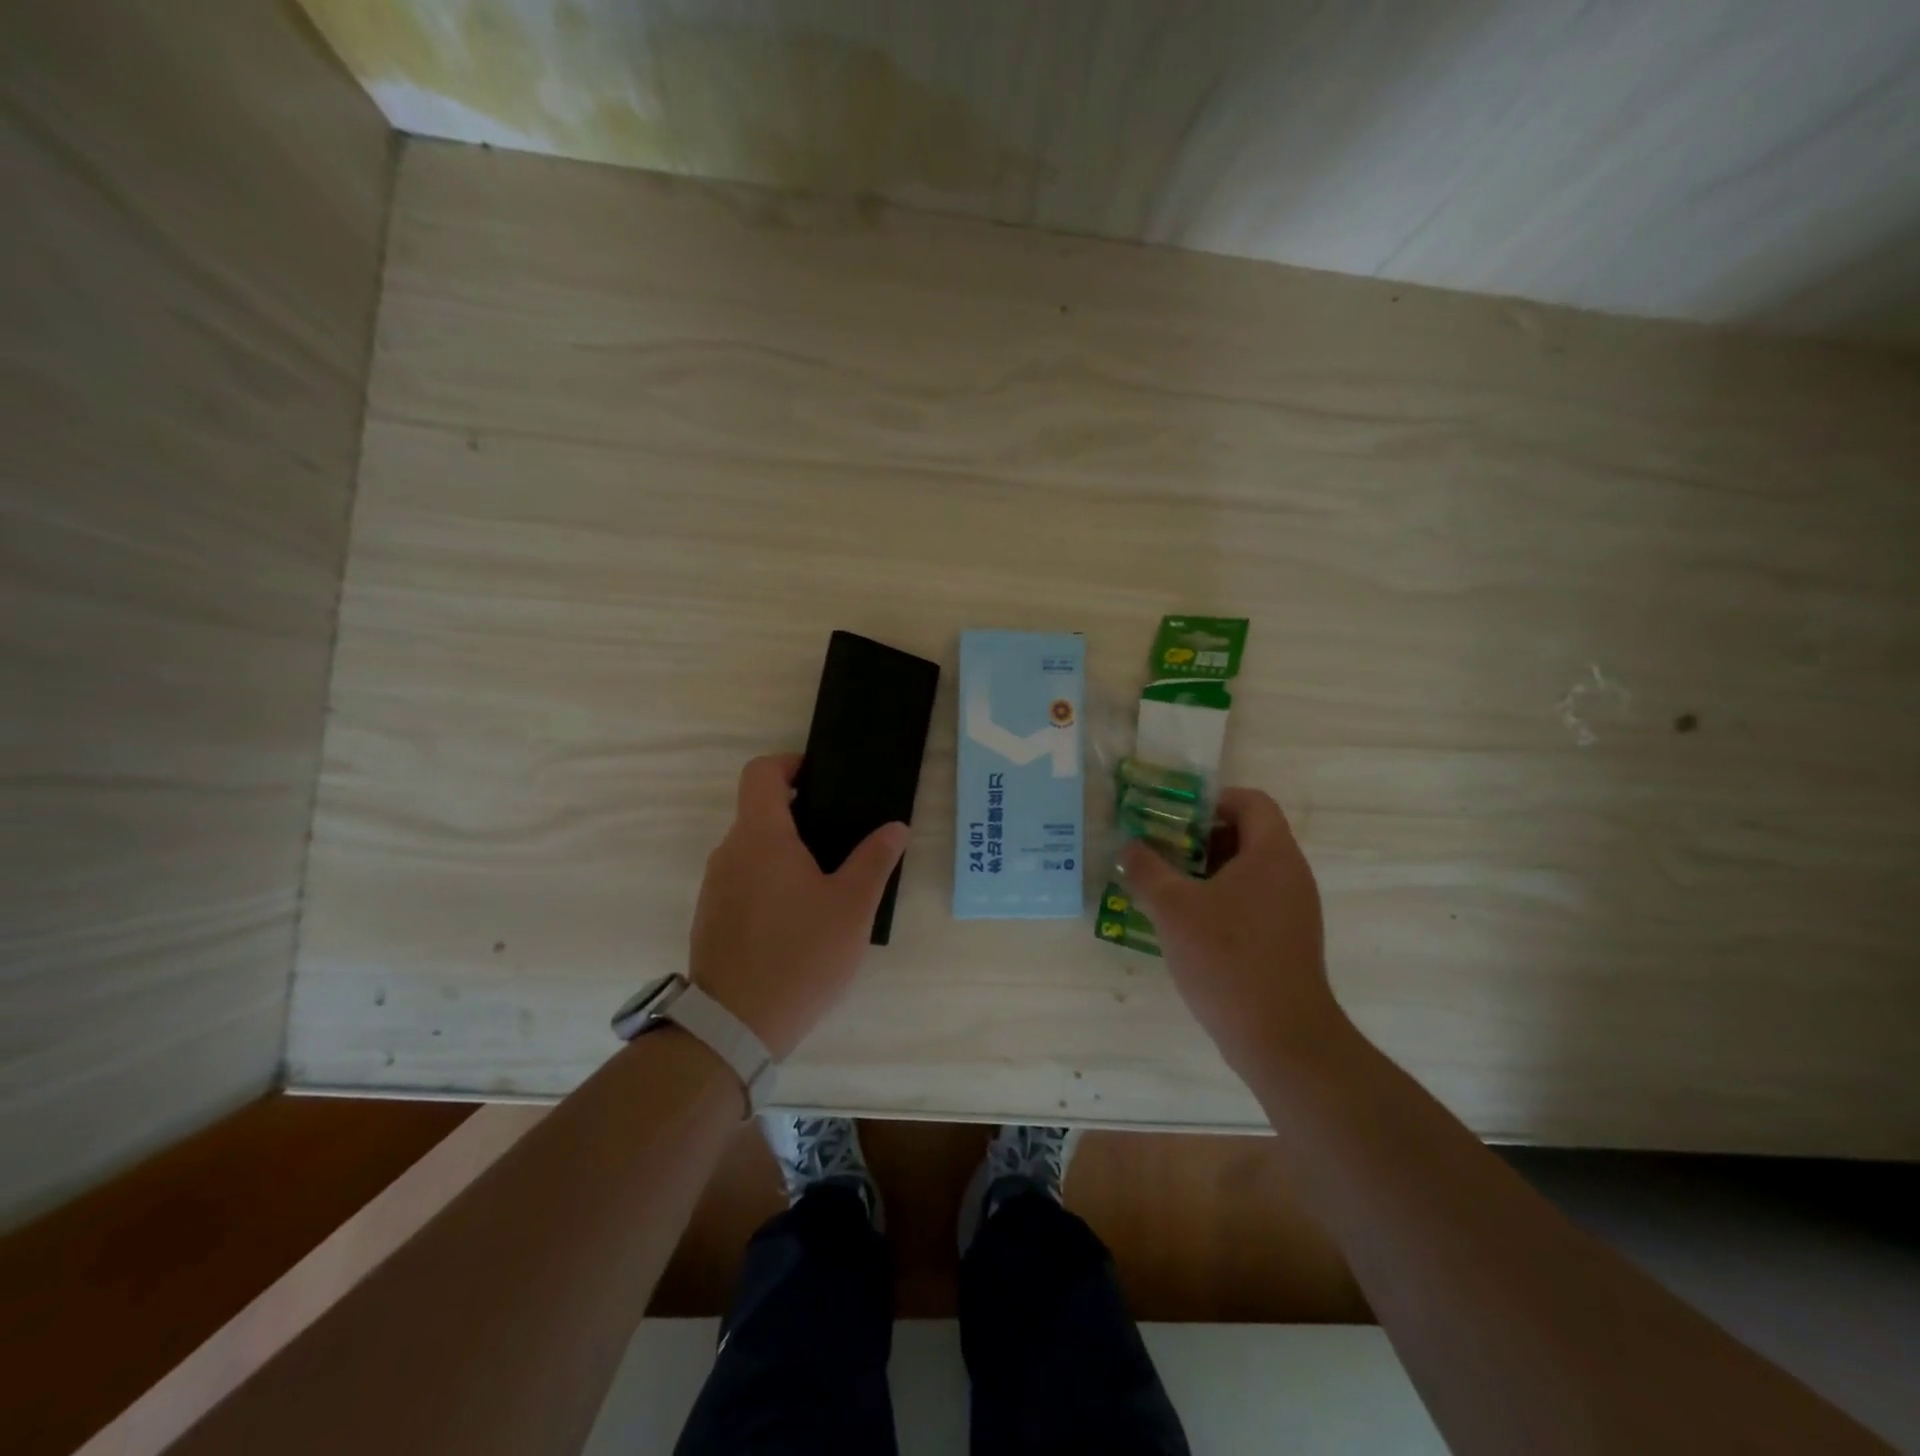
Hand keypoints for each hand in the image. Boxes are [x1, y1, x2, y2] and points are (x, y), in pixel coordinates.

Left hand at [689, 753, 907, 1059]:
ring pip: (752, 848)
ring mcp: (715, 886)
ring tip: (827, 880)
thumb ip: (874, 860)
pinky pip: (743, 879)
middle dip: (800, 813)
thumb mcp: (852, 907)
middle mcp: (729, 852)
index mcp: (761, 837)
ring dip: (786, 850)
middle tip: (842, 836)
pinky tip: (799, 916)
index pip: (761, 773)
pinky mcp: (712, 917)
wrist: (734, 1026)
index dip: (790, 764)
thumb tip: (895, 827)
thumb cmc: (800, 955)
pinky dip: (770, 880)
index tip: (822, 779)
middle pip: (759, 811)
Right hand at [1119, 788, 1347, 1077]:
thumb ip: (1146, 870)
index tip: (1173, 817)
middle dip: (1199, 838)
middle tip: (1159, 850)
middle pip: (1247, 836)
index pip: (1251, 802)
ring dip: (1205, 873)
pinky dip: (1219, 902)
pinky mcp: (1287, 942)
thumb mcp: (1172, 908)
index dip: (1212, 800)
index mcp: (1272, 854)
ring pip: (1246, 873)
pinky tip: (1185, 926)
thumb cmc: (1227, 958)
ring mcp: (1293, 911)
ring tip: (1164, 887)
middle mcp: (1290, 875)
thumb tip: (1129, 848)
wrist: (1281, 1037)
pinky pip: (1252, 903)